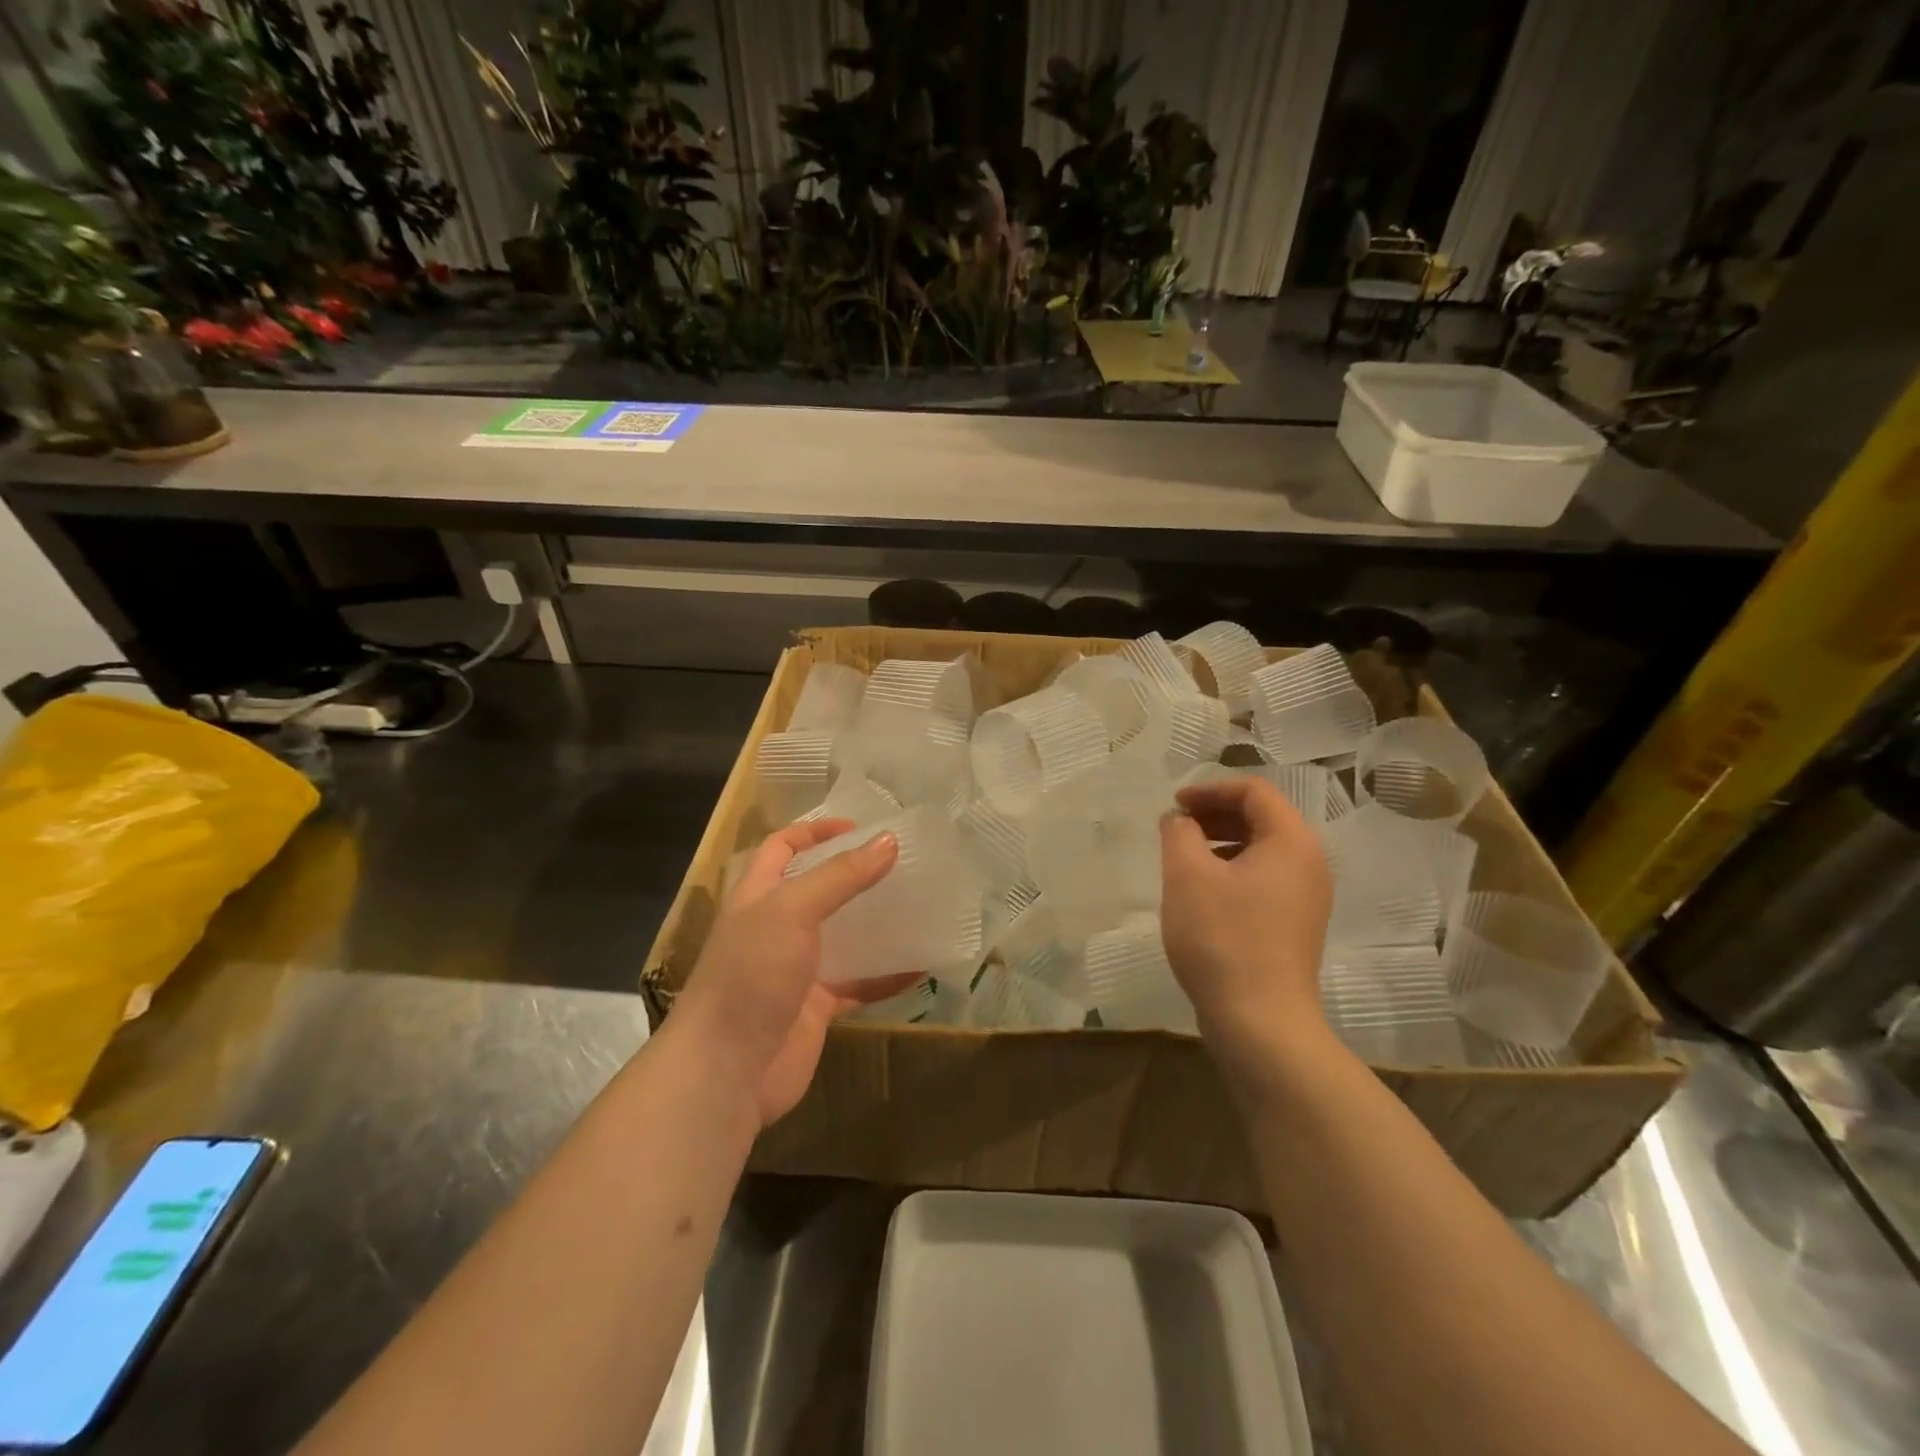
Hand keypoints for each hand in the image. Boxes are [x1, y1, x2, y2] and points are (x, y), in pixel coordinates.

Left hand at [673, 819, 919, 1127]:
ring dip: (876, 923)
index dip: (816, 831)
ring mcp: (797, 969)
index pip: (782, 847)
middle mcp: (776, 927)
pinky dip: (887, 976)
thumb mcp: (791, 911)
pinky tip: (921, 967)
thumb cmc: (751, 976)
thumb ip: (840, 876)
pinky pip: (859, 984)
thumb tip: (889, 841)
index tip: (861, 828)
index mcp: (758, 896)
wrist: (725, 1072)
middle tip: (902, 864)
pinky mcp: (816, 1008)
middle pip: (818, 889)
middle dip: (855, 874)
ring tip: (919, 906)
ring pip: (843, 936)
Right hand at [1160, 776, 1334, 1077]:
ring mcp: (1307, 896)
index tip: (1174, 805)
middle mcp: (1309, 862)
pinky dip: (1232, 869)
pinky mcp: (1296, 923)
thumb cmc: (1222, 939)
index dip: (1209, 789)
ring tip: (1184, 857)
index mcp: (1292, 841)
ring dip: (1221, 841)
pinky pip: (1264, 877)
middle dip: (1214, 813)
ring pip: (1262, 849)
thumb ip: (1179, 833)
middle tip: (1176, 827)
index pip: (1254, 791)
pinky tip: (1202, 891)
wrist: (1261, 1022)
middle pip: (1262, 816)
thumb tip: (1179, 819)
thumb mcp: (1187, 876)